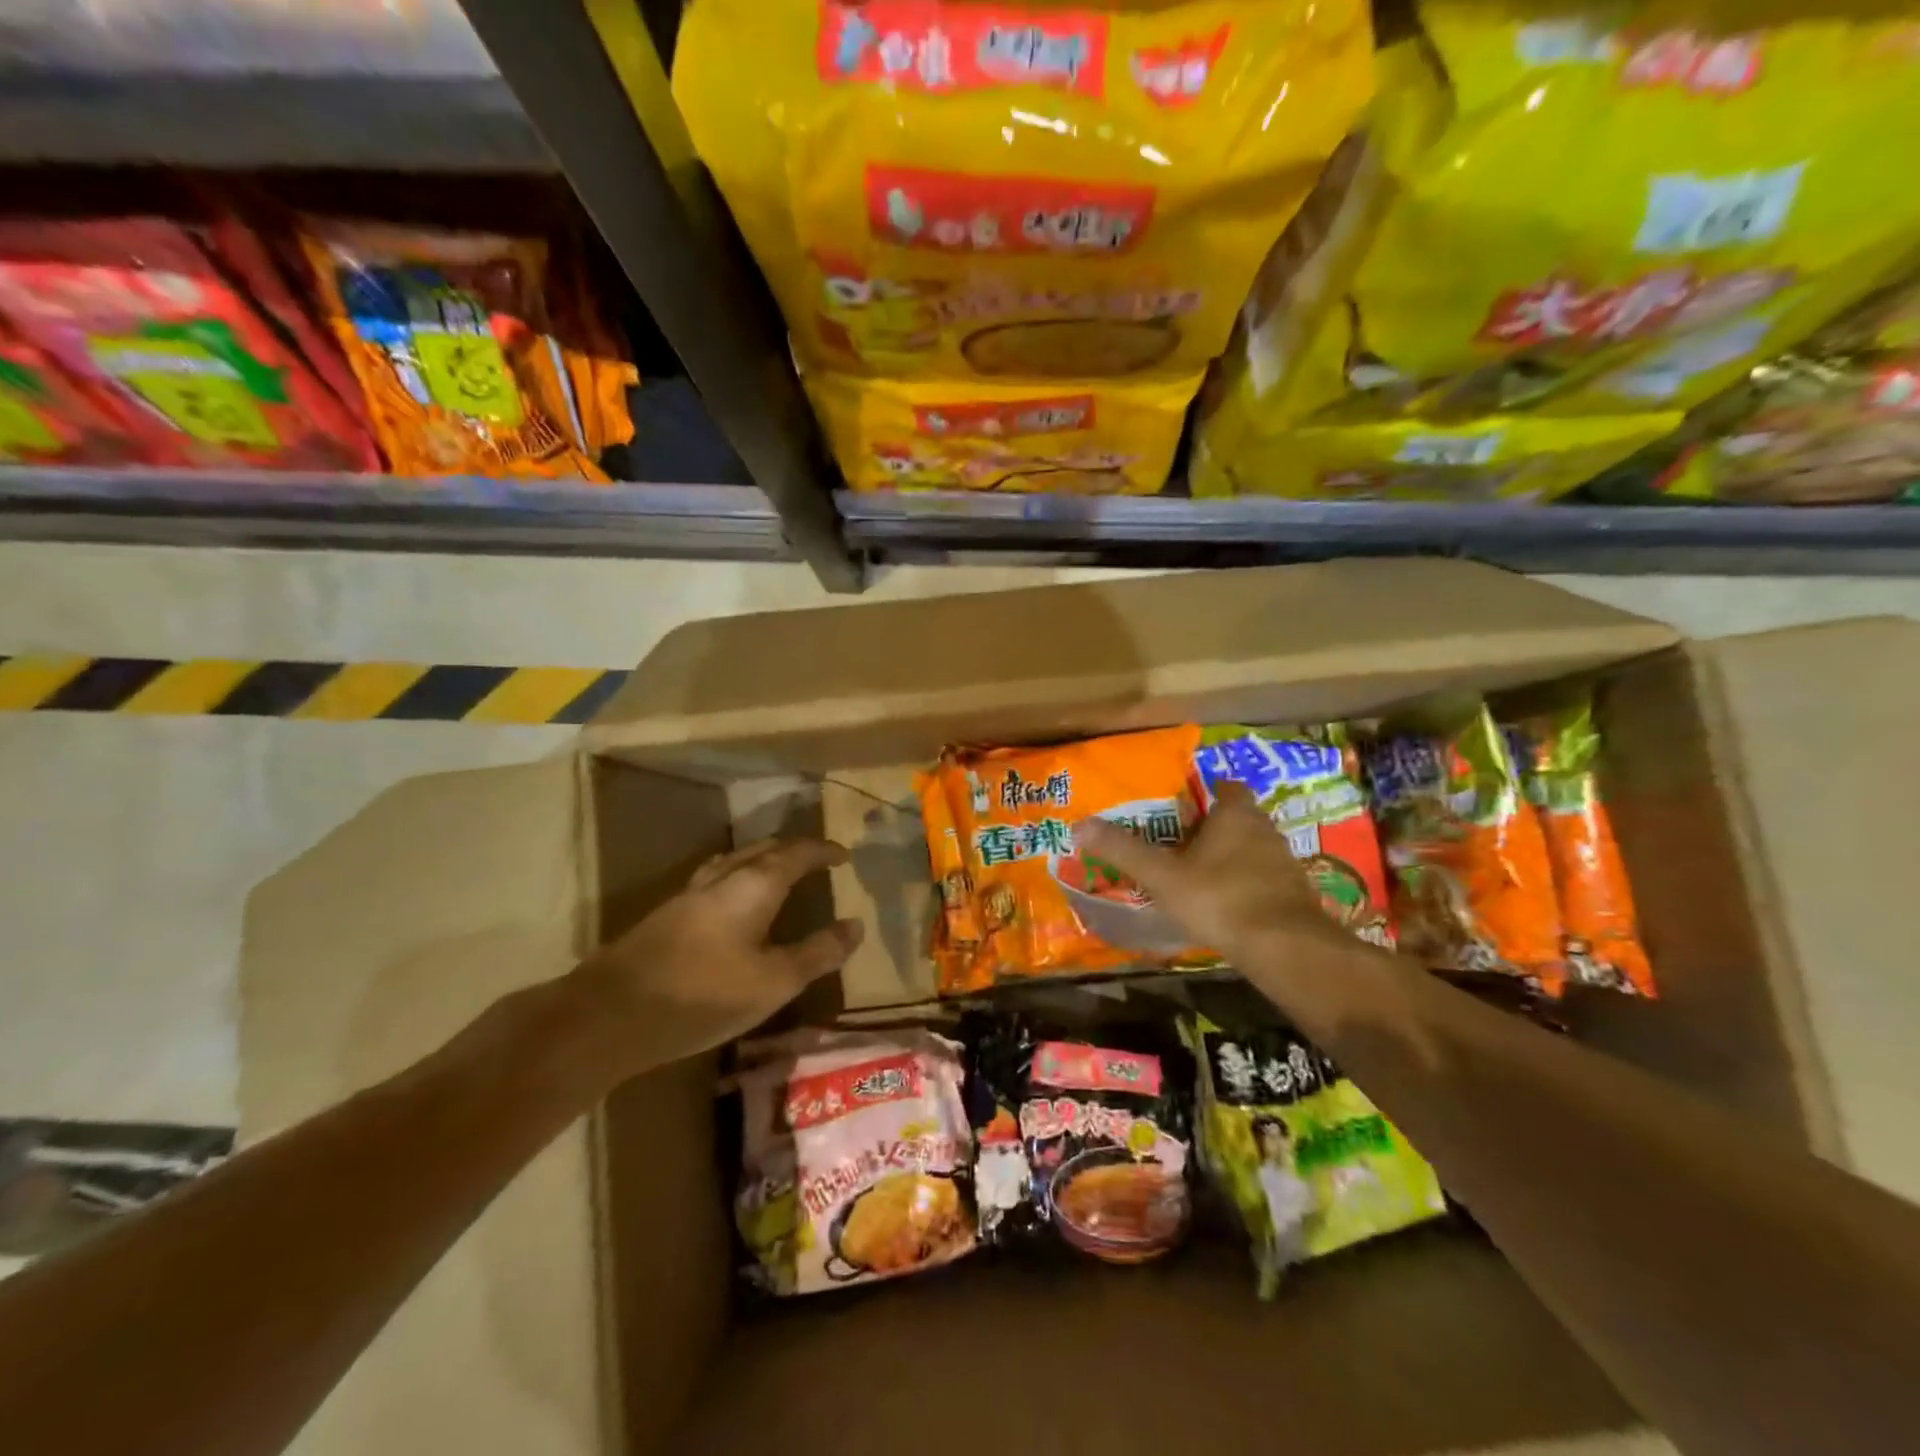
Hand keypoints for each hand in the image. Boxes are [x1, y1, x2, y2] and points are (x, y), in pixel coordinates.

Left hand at [570, 837, 863, 1079]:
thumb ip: (818, 953)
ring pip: (735, 861)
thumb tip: (856, 925)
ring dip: (763, 859)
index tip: (843, 855)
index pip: (797, 853)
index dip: (823, 852)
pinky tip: (732, 904)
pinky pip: (716, 878)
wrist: (610, 1013)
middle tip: (816, 860)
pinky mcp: (667, 914)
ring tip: (778, 871)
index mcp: (754, 884)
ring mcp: (690, 893)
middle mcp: (723, 877)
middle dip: (794, 850)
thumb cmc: (704, 993)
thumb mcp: (774, 981)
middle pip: (764, 849)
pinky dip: (739, 877)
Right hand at [1077, 782, 1370, 990]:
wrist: (1284, 947)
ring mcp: (1284, 862)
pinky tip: (1224, 904)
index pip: (1225, 787)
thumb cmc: (1219, 898)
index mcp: (1235, 814)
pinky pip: (1263, 879)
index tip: (1183, 804)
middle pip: (1238, 818)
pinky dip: (1245, 884)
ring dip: (1231, 856)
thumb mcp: (1162, 875)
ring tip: (1198, 873)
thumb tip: (1079, 824)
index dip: (1206, 791)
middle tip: (1181, 840)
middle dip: (1213, 826)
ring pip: (1252, 849)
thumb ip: (1124, 850)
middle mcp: (1264, 830)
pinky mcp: (1293, 894)